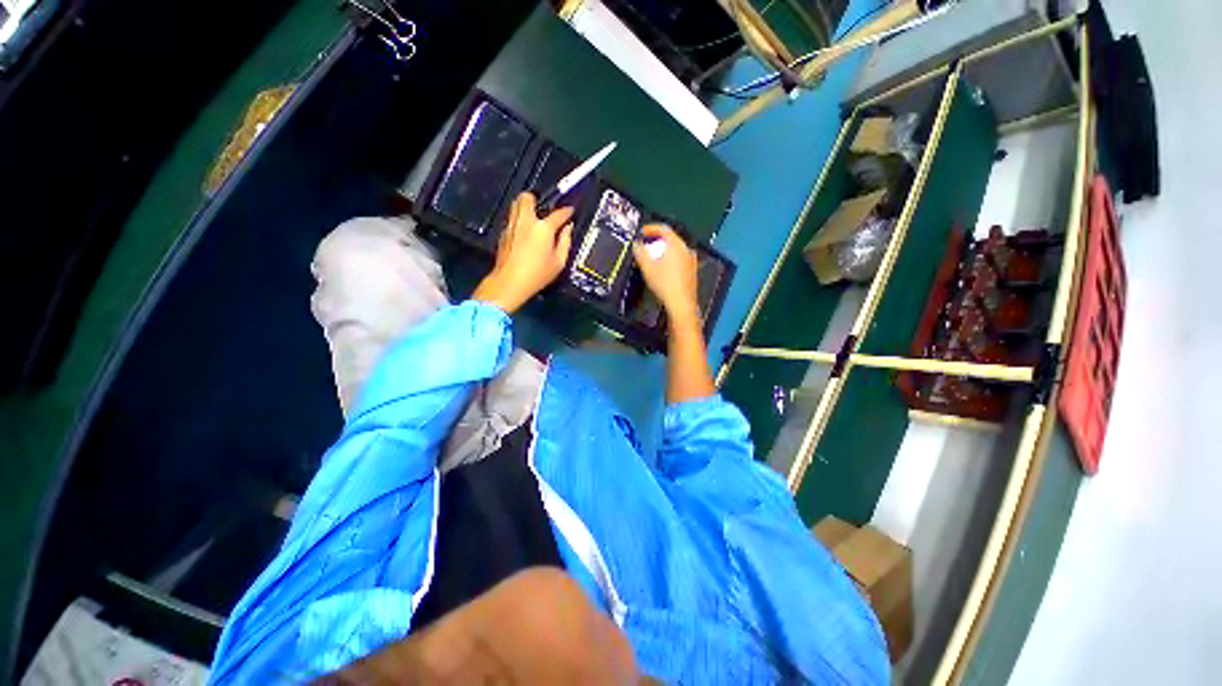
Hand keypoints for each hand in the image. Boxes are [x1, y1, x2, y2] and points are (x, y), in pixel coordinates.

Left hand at [473, 192, 573, 313]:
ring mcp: (512, 226)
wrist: (510, 282)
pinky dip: (519, 221)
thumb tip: (568, 229)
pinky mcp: (503, 233)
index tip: (570, 212)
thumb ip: (566, 242)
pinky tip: (525, 233)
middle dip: (537, 199)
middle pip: (528, 197)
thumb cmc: (536, 274)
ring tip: (533, 218)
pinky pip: (512, 219)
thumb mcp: (559, 261)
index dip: (567, 211)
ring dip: (525, 207)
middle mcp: (526, 221)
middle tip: (544, 209)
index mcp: (543, 228)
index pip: (559, 213)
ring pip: (516, 205)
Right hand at [632, 224, 700, 331]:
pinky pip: (679, 259)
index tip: (642, 232)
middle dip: (655, 240)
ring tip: (652, 258)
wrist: (681, 304)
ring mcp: (691, 260)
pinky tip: (662, 269)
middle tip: (645, 245)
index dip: (650, 228)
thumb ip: (640, 252)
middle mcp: (686, 249)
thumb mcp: (647, 267)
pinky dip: (669, 259)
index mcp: (676, 244)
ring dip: (662, 251)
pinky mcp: (692, 271)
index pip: (663, 228)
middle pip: (669, 238)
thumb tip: (636, 244)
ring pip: (675, 249)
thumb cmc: (665, 285)